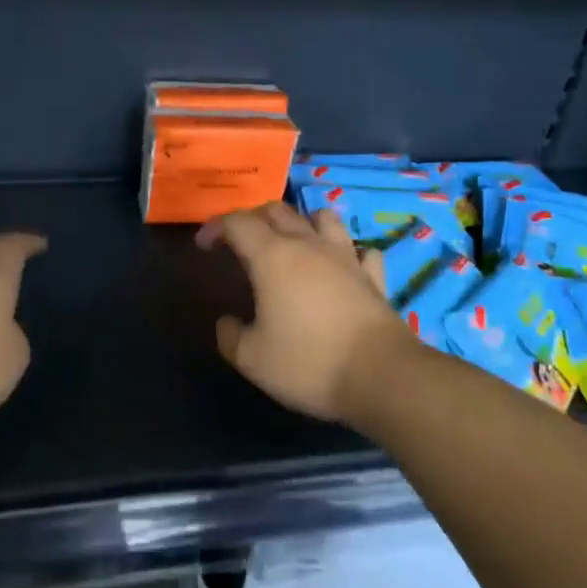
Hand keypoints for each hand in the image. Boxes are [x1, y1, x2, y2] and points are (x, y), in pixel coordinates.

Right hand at [197, 203, 409, 424]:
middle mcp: (309, 245)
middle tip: (240, 242)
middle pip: (277, 210)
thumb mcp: (252, 359)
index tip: (204, 246)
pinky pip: (360, 250)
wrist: (382, 376)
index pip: (237, 223)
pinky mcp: (374, 277)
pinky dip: (347, 252)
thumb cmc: (309, 363)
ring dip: (302, 222)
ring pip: (322, 217)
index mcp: (272, 257)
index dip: (216, 227)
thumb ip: (230, 335)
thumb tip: (227, 322)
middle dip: (253, 218)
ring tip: (292, 242)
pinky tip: (342, 266)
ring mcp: (346, 257)